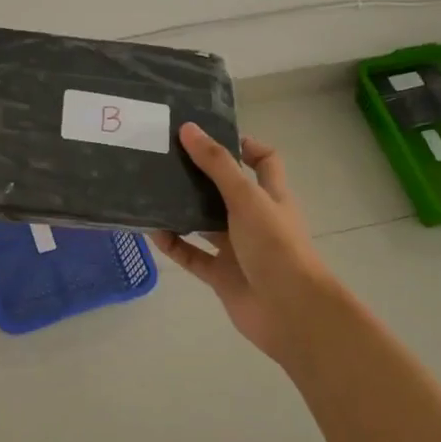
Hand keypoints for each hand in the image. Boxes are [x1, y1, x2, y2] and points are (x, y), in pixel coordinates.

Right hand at [152, 123, 345, 363]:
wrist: (291, 312)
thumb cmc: (276, 246)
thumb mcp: (246, 198)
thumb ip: (216, 164)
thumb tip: (188, 128)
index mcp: (270, 195)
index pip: (263, 161)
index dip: (243, 146)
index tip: (209, 136)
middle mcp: (254, 218)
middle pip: (225, 189)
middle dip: (199, 175)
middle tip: (165, 157)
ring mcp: (237, 248)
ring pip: (204, 222)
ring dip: (181, 209)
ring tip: (149, 188)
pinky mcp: (221, 275)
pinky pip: (191, 255)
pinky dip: (173, 244)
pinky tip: (150, 230)